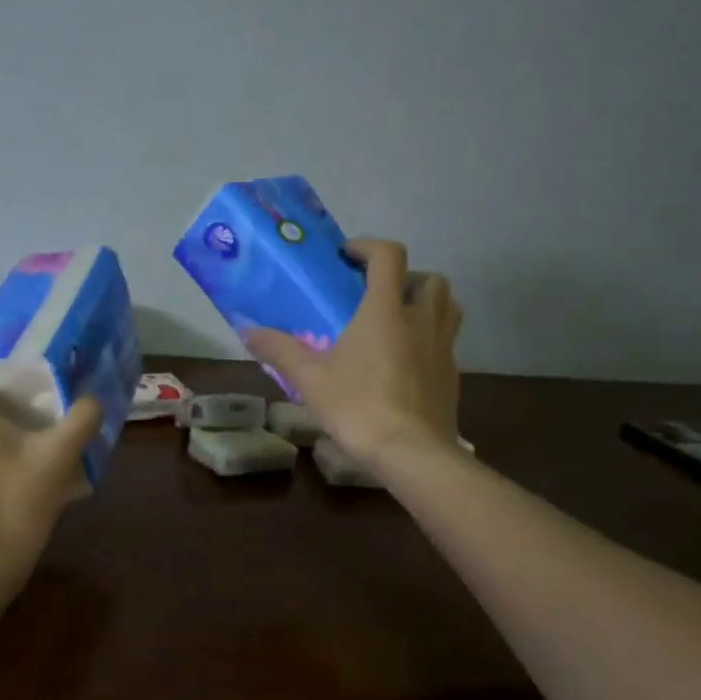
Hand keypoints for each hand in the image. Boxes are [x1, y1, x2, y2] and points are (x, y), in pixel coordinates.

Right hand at [245, 239, 461, 470]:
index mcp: (386, 310)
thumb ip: (280, 350)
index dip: (368, 247)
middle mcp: (422, 320)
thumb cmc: (358, 406)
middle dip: (406, 277)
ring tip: (398, 323)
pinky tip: (406, 364)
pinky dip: (429, 340)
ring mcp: (443, 348)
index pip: (388, 256)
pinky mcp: (453, 376)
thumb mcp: (310, 379)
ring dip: (425, 304)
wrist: (411, 452)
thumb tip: (248, 331)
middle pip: (429, 278)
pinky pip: (446, 343)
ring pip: (447, 307)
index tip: (347, 256)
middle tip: (378, 295)